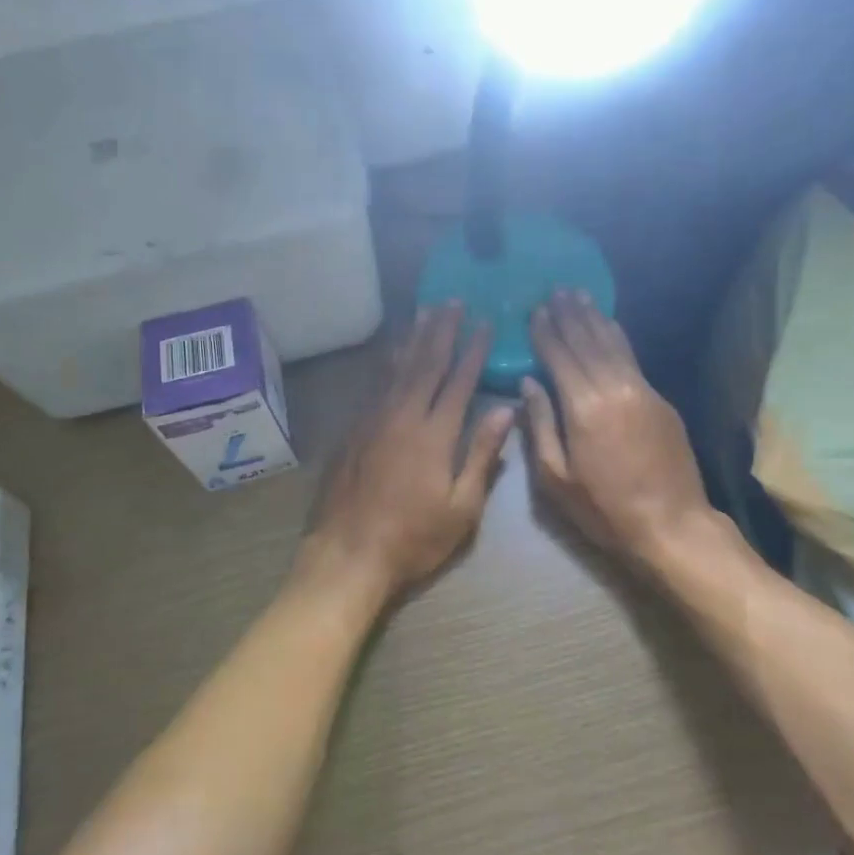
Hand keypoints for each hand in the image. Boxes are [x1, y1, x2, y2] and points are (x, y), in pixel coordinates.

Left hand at [303, 304, 515, 603]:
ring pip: (397, 367)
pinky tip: (393, 351)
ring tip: (425, 311)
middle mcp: (403, 415)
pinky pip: (375, 383)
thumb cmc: (413, 538)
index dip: (473, 350)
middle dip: (441, 330)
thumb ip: (482, 455)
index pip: (459, 380)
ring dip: (414, 338)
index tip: (484, 322)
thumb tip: (505, 409)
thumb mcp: (462, 507)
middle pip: (425, 363)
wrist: (348, 553)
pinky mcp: (354, 429)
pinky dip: (388, 361)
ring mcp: (374, 419)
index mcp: (434, 433)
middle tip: (452, 301)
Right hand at [523, 290, 715, 567]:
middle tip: (556, 290)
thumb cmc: (604, 509)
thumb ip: (540, 425)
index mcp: (583, 408)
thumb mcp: (556, 478)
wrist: (672, 525)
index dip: (546, 332)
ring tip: (580, 295)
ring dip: (594, 317)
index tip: (535, 310)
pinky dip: (616, 337)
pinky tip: (608, 327)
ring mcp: (642, 391)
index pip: (559, 357)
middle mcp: (614, 388)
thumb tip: (528, 383)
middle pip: (587, 341)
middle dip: (569, 315)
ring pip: (613, 343)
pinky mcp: (661, 400)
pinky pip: (632, 358)